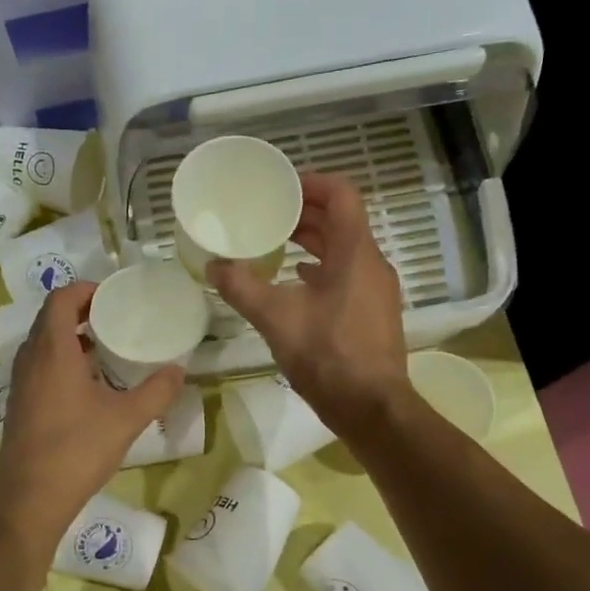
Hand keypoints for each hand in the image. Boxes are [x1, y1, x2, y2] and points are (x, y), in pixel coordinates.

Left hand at [0, 281, 182, 540]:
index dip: (85, 290)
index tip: (114, 296)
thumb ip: (157, 391)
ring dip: (70, 336)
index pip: (61, 299)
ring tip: (106, 347)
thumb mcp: (126, 419)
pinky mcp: (19, 404)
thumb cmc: (77, 450)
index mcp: (52, 351)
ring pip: (43, 343)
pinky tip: (88, 384)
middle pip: (50, 317)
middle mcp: (30, 359)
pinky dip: (62, 360)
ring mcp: (20, 383)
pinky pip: (39, 365)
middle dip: (81, 311)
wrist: (30, 499)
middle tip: (116, 318)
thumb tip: (179, 369)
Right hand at [208, 173, 407, 434]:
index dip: (312, 182)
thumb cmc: (328, 356)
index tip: (281, 186)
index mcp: (355, 253)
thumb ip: (241, 287)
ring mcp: (376, 289)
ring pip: (345, 249)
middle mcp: (372, 263)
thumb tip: (213, 265)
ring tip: (276, 243)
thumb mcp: (276, 319)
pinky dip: (321, 268)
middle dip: (306, 212)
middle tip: (269, 214)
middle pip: (342, 220)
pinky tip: (296, 281)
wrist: (372, 408)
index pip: (342, 195)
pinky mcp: (373, 312)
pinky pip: (347, 274)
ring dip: (313, 241)